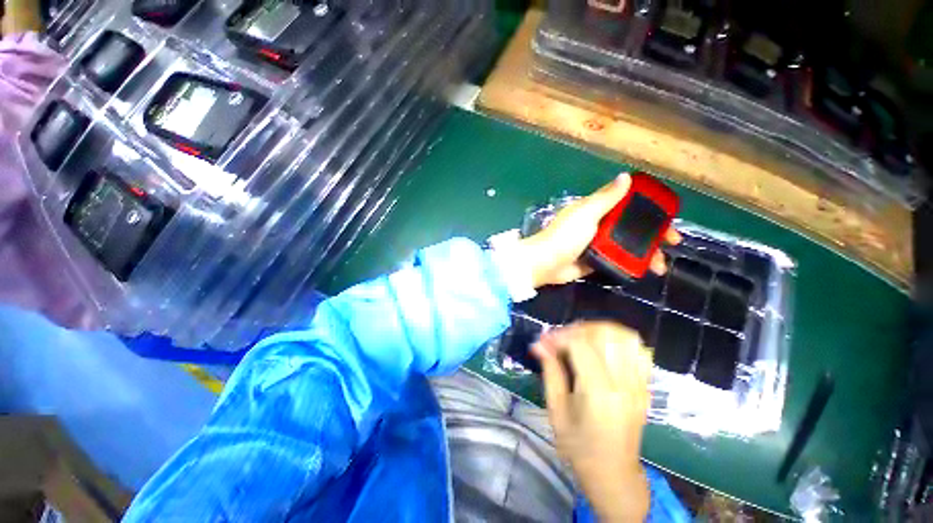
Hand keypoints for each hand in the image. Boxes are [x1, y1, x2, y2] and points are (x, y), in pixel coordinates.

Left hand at [519, 173, 680, 288]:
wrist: (545, 263)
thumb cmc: (565, 236)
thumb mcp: (586, 214)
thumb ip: (606, 198)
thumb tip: (625, 176)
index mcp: (595, 210)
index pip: (628, 205)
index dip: (649, 210)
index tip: (668, 218)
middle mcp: (598, 225)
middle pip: (632, 227)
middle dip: (653, 235)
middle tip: (672, 245)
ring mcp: (596, 244)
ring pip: (627, 245)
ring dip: (646, 253)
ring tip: (659, 267)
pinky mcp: (594, 260)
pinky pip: (617, 260)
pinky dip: (631, 264)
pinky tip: (645, 270)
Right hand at [532, 322, 652, 522]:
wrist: (614, 473)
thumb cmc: (579, 446)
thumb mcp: (556, 410)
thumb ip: (550, 372)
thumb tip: (538, 344)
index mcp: (599, 392)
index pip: (580, 345)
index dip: (559, 336)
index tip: (544, 341)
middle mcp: (624, 383)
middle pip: (604, 335)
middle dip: (578, 329)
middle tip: (561, 339)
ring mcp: (639, 384)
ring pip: (625, 337)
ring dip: (599, 330)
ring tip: (581, 339)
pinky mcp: (645, 386)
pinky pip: (639, 351)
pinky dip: (619, 340)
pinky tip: (603, 347)